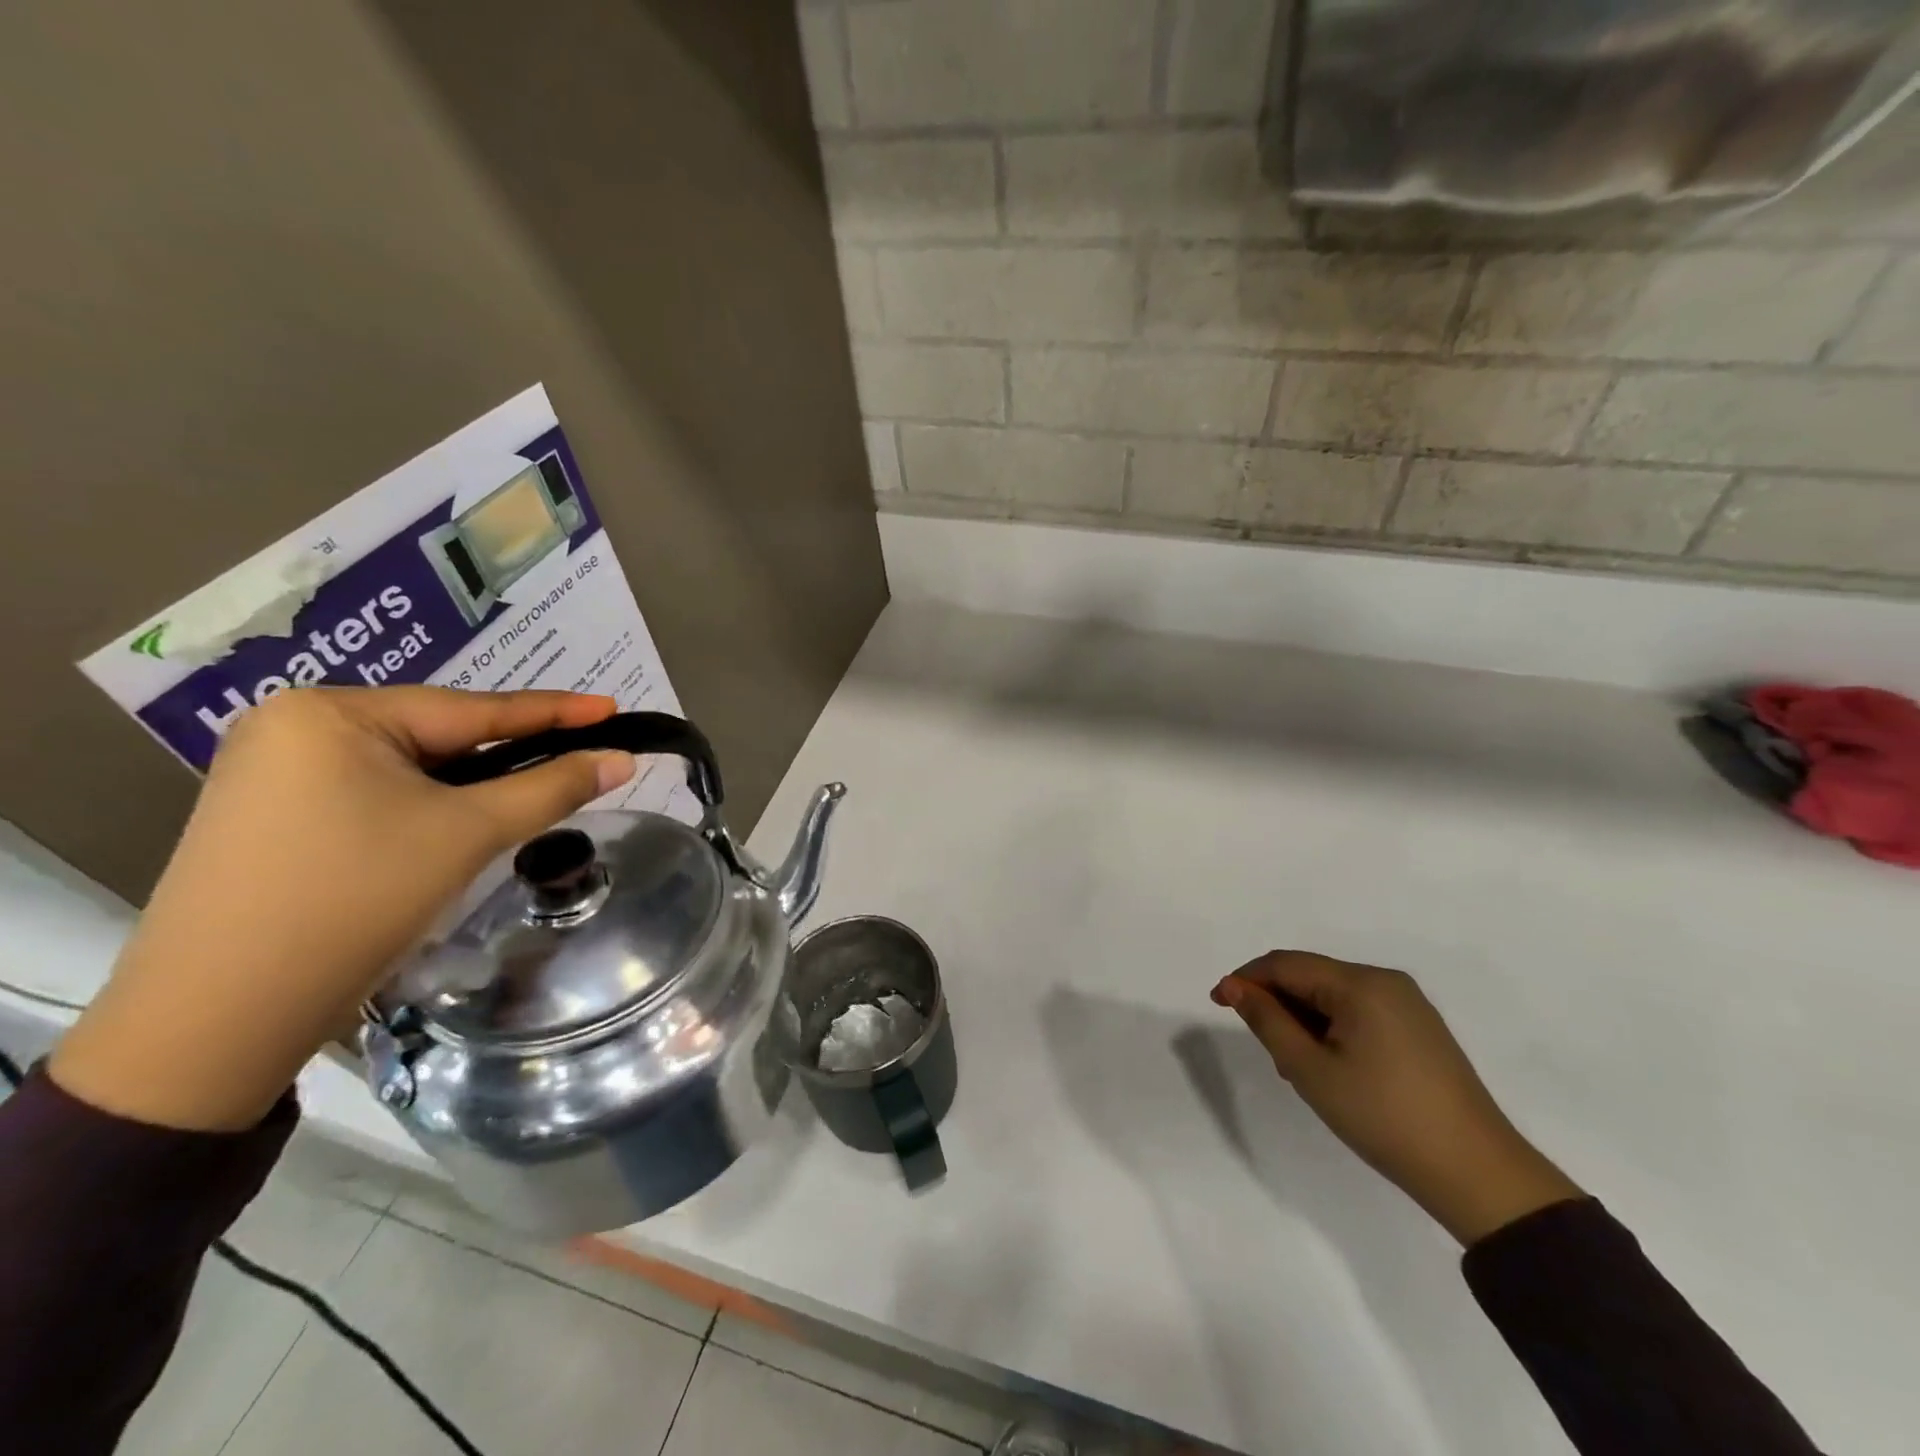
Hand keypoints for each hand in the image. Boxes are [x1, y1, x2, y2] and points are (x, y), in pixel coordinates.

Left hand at [51, 687, 634, 1131]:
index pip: (472, 709)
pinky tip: (461, 821)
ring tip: (534, 790)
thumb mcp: (468, 834)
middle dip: (511, 751)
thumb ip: (553, 788)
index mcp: (332, 713)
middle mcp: (295, 725)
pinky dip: (430, 804)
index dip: (554, 711)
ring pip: (411, 767)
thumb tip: (622, 760)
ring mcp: (276, 771)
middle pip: (439, 734)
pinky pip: (377, 792)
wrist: (218, 1017)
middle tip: (582, 756)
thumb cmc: (354, 900)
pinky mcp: (273, 814)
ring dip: (473, 783)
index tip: (612, 708)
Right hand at [1213, 951, 1581, 1245]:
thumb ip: (1267, 1021)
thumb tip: (1234, 987)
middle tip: (1264, 1048)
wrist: (1476, 1173)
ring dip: (1303, 1018)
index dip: (1246, 978)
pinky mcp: (1420, 1028)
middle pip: (1311, 975)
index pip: (1286, 963)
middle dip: (1277, 1002)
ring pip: (1333, 995)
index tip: (1217, 1002)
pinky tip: (1329, 1065)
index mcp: (1361, 983)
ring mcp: (1408, 1004)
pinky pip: (1359, 1011)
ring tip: (1295, 1065)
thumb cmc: (1382, 1116)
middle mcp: (1386, 981)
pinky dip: (1332, 1028)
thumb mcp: (1310, 1070)